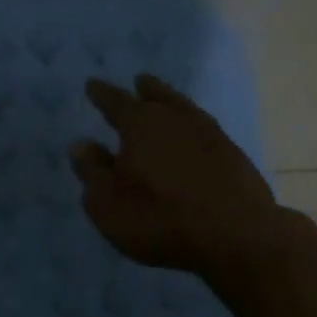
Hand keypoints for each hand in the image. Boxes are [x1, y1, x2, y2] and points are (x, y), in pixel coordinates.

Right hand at [70, 73, 279, 277]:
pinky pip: (205, 129)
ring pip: (184, 109)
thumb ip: (92, 172)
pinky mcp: (233, 154)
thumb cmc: (159, 219)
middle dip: (145, 89)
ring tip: (165, 101)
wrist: (235, 235)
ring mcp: (210, 134)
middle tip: (139, 81)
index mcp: (140, 125)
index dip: (101, 94)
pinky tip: (193, 136)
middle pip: (157, 96)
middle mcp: (175, 119)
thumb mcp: (108, 204)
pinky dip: (193, 127)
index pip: (115, 102)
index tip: (92, 84)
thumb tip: (81, 144)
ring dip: (172, 102)